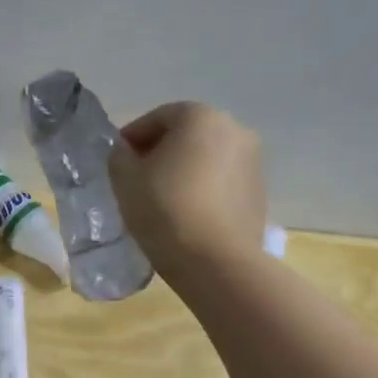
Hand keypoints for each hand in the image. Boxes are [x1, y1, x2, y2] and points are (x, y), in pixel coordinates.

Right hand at [108, 102, 266, 281]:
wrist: (215, 261)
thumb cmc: (164, 209)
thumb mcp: (125, 179)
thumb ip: (120, 156)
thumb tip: (127, 153)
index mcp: (200, 117)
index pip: (157, 118)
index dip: (132, 138)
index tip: (117, 162)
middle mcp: (234, 130)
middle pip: (186, 136)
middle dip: (160, 153)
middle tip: (137, 180)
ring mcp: (253, 162)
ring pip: (206, 159)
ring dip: (184, 172)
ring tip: (161, 201)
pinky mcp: (259, 193)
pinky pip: (222, 183)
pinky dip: (203, 190)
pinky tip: (186, 215)